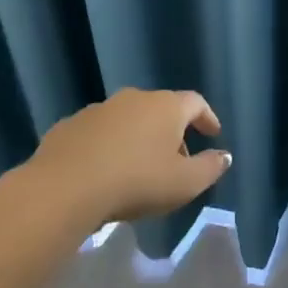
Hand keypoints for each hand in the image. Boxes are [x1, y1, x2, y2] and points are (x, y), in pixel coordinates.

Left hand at [18, 88, 229, 227]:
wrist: (63, 188)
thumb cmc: (135, 182)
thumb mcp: (184, 184)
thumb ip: (210, 168)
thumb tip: (224, 155)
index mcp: (166, 107)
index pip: (196, 103)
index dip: (207, 118)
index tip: (213, 134)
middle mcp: (134, 99)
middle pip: (161, 110)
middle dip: (171, 133)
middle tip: (175, 161)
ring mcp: (99, 109)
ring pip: (128, 120)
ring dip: (137, 138)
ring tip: (137, 168)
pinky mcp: (69, 126)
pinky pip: (98, 133)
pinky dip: (107, 146)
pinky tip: (102, 171)